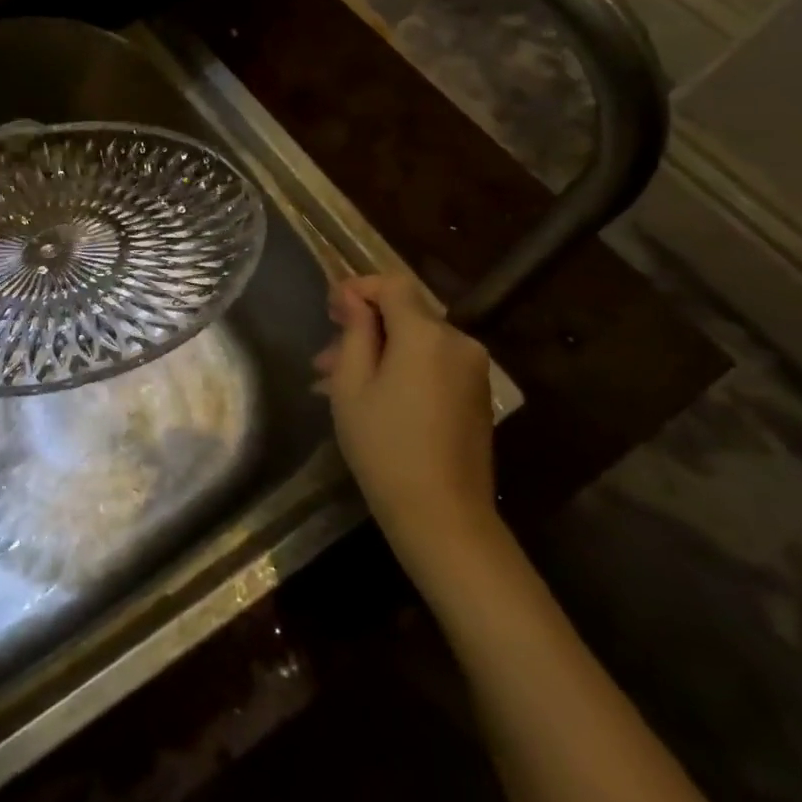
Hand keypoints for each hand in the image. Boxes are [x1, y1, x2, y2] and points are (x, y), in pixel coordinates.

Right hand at [315, 272, 497, 576]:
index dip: (358, 289)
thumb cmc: (385, 446)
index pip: (392, 284)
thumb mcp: (352, 384)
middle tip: (324, 357)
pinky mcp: (476, 395)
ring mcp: (472, 370)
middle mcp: (458, 342)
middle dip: (364, 326)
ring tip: (337, 383)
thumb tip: (353, 297)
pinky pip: (432, 364)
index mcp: (426, 334)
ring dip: (379, 351)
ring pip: (416, 341)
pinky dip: (401, 369)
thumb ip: (355, 331)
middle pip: (405, 313)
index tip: (329, 310)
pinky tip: (372, 398)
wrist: (444, 516)